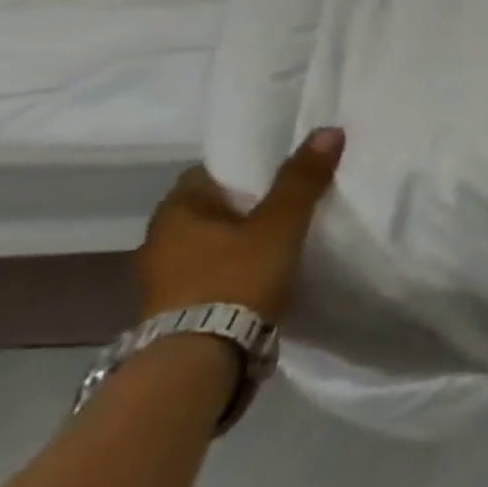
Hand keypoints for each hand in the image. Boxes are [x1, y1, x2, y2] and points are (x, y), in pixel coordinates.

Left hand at [136, 129, 344, 323]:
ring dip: (236, 240)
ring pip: (207, 242)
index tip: (279, 174)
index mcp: (175, 212)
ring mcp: (161, 278)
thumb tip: (329, 130)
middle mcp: (158, 240)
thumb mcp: (281, 223)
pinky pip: (208, 271)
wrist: (201, 355)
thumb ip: (302, 179)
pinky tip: (260, 272)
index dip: (242, 170)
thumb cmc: (237, 276)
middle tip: (288, 203)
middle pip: (207, 210)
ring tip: (280, 239)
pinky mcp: (175, 306)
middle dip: (243, 206)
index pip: (205, 175)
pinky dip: (231, 267)